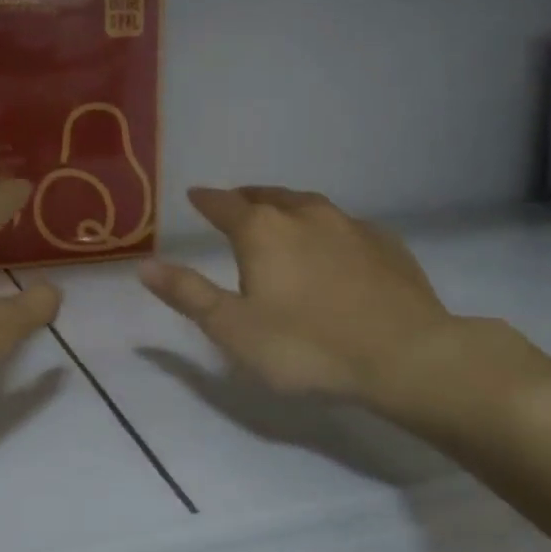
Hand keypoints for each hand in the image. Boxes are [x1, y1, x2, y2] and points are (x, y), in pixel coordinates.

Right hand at [139, 187, 550, 445]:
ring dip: (288, 207)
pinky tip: (335, 245)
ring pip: (309, 205)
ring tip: (281, 216)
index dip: (206, 200)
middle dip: (247, 197)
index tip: (195, 195)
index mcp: (262, 231)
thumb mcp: (234, 329)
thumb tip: (144, 265)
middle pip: (268, 195)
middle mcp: (304, 215)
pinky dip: (329, 229)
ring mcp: (351, 225)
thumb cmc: (307, 346)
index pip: (225, 204)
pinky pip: (347, 226)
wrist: (406, 356)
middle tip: (236, 202)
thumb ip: (188, 294)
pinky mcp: (387, 244)